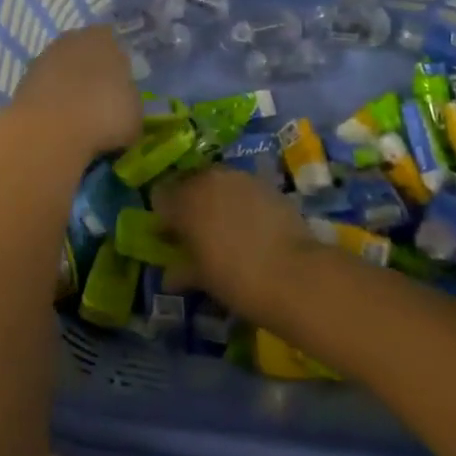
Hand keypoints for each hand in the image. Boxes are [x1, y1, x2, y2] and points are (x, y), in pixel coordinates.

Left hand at [6, 25, 142, 161]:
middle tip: (100, 102)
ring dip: (69, 88)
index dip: (119, 65)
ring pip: (63, 70)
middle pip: (86, 53)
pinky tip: (58, 123)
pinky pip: (45, 89)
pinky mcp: (23, 80)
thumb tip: (123, 105)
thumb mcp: (135, 115)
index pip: (115, 42)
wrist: (49, 132)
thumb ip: (130, 101)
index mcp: (105, 38)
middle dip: (92, 73)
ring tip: (79, 118)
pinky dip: (51, 102)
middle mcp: (72, 39)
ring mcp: (44, 57)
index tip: (122, 88)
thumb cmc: (104, 115)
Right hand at [151, 166, 317, 324]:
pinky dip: (240, 200)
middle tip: (196, 231)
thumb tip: (170, 275)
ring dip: (215, 199)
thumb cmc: (237, 279)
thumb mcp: (203, 279)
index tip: (169, 236)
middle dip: (189, 203)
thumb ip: (182, 269)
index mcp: (185, 200)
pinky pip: (242, 187)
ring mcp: (239, 177)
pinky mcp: (266, 182)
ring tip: (225, 227)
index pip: (160, 196)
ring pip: (217, 182)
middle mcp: (208, 179)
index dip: (163, 216)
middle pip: (189, 183)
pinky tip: (251, 224)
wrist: (295, 274)